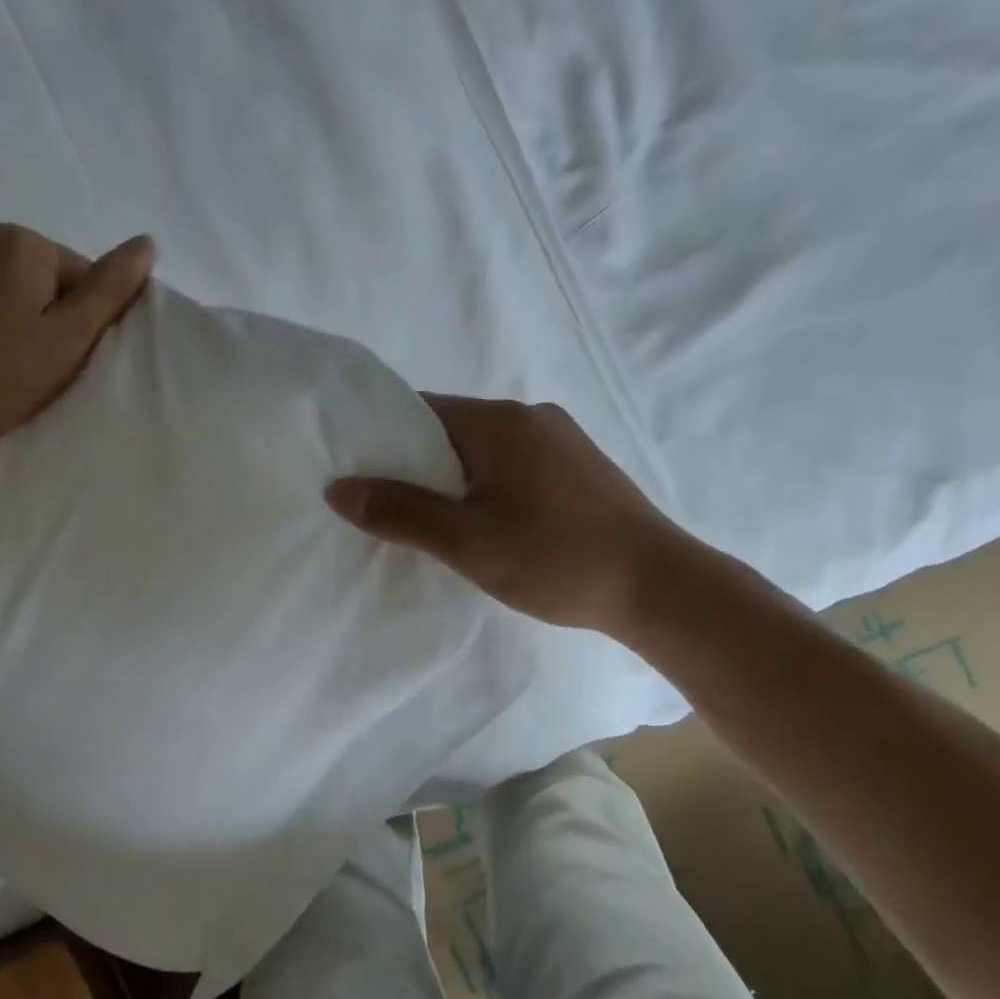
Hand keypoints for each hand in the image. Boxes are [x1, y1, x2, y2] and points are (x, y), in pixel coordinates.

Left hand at [0, 213, 154, 454]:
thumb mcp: (69, 339)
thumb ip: (110, 288)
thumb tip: (148, 243)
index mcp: (25, 241)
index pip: (77, 273)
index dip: (75, 316)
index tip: (55, 352)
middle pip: (34, 264)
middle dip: (38, 300)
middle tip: (24, 352)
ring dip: (2, 292)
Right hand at [326, 396, 706, 635]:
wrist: (660, 588)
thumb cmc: (558, 559)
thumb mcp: (468, 542)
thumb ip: (402, 512)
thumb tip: (339, 488)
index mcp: (500, 421)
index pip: (420, 411)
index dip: (382, 439)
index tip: (358, 472)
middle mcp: (530, 417)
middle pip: (451, 429)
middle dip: (416, 464)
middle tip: (388, 508)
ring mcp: (560, 440)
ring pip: (484, 451)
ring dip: (454, 479)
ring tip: (434, 523)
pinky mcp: (579, 467)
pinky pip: (514, 465)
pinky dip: (488, 486)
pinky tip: (489, 524)